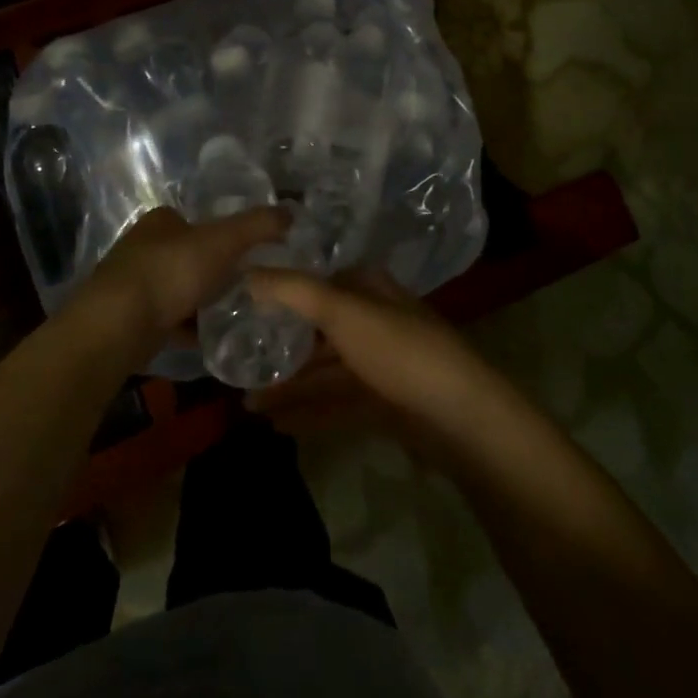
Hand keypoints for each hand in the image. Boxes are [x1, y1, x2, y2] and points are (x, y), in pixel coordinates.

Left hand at [83, 205, 289, 352]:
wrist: (118, 325)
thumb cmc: (171, 271)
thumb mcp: (223, 241)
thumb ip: (258, 225)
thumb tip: (290, 212)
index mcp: (160, 221)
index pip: (194, 219)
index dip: (220, 233)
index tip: (245, 253)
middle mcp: (141, 247)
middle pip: (185, 254)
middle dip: (211, 269)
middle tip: (244, 286)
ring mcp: (130, 283)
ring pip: (175, 288)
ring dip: (199, 299)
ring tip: (231, 313)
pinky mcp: (127, 318)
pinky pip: (166, 319)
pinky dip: (186, 327)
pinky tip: (207, 338)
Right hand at [243, 265, 502, 459]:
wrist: (460, 419)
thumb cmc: (399, 351)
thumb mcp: (342, 311)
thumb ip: (292, 290)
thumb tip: (245, 272)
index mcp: (369, 290)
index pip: (319, 282)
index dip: (281, 292)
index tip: (243, 307)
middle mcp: (375, 322)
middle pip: (319, 331)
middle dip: (281, 348)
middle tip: (237, 363)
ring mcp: (381, 366)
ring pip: (325, 372)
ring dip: (289, 387)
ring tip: (247, 404)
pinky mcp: (385, 404)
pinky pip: (337, 404)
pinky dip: (309, 412)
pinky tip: (278, 425)